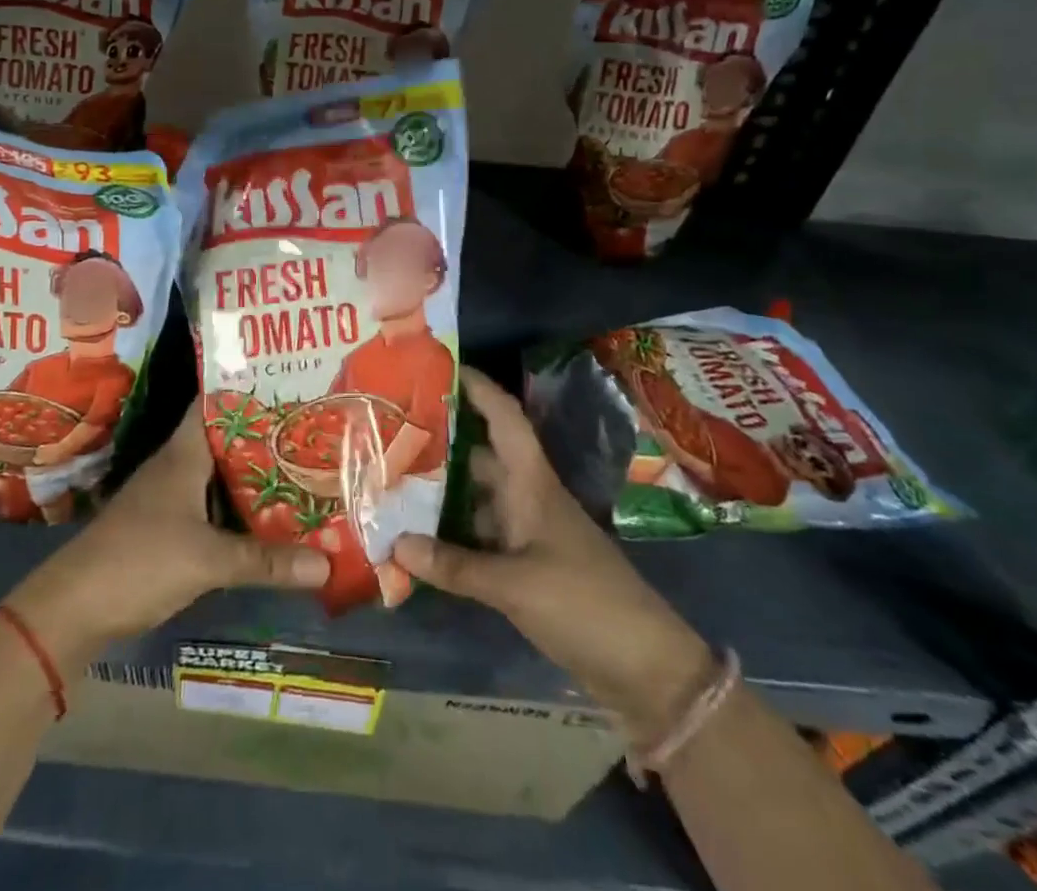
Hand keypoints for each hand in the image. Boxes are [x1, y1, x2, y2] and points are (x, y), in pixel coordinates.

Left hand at [3, 405, 329, 669]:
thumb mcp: (207, 560)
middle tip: (311, 428)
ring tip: (303, 466)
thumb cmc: (139, 561)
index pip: (215, 404)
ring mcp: (171, 497)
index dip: (249, 390)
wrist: (73, 609)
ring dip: (256, 474)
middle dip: (266, 435)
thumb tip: (327, 565)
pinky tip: (271, 516)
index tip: (290, 383)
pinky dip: (241, 508)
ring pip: (222, 475)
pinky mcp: (169, 528)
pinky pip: (214, 506)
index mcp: (183, 454)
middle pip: (227, 440)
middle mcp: (178, 466)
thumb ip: (265, 561)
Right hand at [392, 367, 714, 737]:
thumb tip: (394, 543)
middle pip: (481, 455)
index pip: (505, 419)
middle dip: (441, 440)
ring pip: (476, 497)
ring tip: (392, 478)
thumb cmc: (584, 603)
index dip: (478, 389)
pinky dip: (450, 534)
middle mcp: (527, 498)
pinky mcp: (525, 567)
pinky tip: (416, 539)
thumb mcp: (515, 584)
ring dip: (440, 490)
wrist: (645, 668)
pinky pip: (479, 536)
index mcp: (532, 483)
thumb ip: (454, 565)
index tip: (441, 366)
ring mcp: (527, 533)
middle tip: (392, 428)